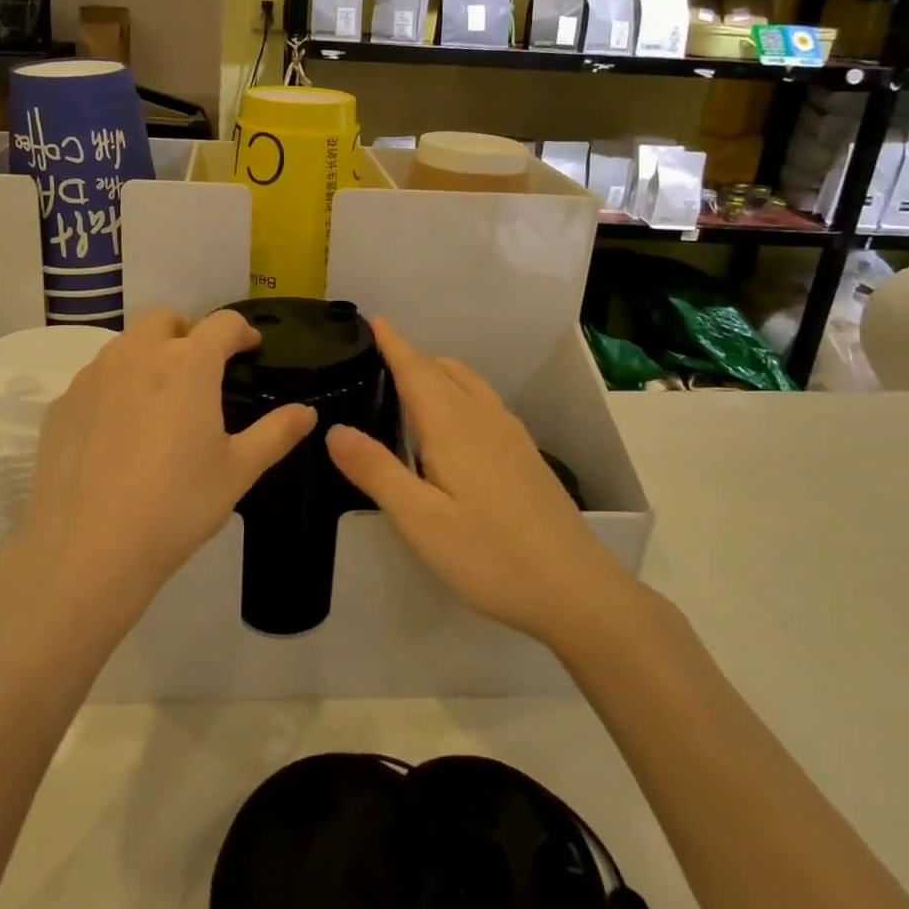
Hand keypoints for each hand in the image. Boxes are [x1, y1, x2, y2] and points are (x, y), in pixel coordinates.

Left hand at [16, 309, 315, 616]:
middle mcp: (137, 355)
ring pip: (125, 346)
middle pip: (164, 319)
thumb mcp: (238, 471)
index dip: (242, 332)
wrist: (88, 549)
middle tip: (200, 372)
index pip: (222, 323)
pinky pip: (94, 380)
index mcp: (188, 364)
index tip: (250, 349)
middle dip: (188, 333)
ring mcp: (92, 377)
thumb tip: (307, 412)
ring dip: (148, 356)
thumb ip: (276, 433)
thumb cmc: (177, 505)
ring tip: (159, 403)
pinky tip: (118, 434)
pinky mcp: (61, 405)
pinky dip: (114, 389)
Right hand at [327, 318, 630, 646]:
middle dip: (413, 358)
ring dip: (439, 374)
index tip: (375, 320)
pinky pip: (485, 404)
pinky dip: (460, 395)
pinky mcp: (527, 457)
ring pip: (470, 385)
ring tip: (413, 388)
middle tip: (381, 361)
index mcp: (453, 426)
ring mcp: (512, 436)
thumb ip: (376, 471)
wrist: (575, 588)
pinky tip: (455, 430)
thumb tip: (334, 430)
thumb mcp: (419, 520)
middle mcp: (484, 419)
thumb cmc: (489, 555)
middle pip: (445, 371)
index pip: (416, 370)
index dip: (394, 344)